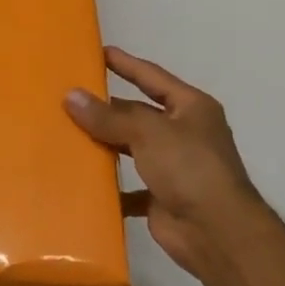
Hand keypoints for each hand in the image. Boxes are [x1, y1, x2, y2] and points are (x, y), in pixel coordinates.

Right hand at [64, 47, 264, 281]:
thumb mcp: (147, 132)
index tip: (98, 52)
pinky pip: (129, 186)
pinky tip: (83, 180)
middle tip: (69, 97)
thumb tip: (71, 96)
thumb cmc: (189, 168)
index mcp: (191, 108)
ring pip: (132, 148)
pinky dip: (110, 185)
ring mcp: (174, 166)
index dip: (126, 64)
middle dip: (108, 108)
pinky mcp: (162, 197)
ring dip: (105, 144)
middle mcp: (184, 133)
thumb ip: (108, 116)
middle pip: (139, 113)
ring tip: (67, 133)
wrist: (217, 233)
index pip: (152, 77)